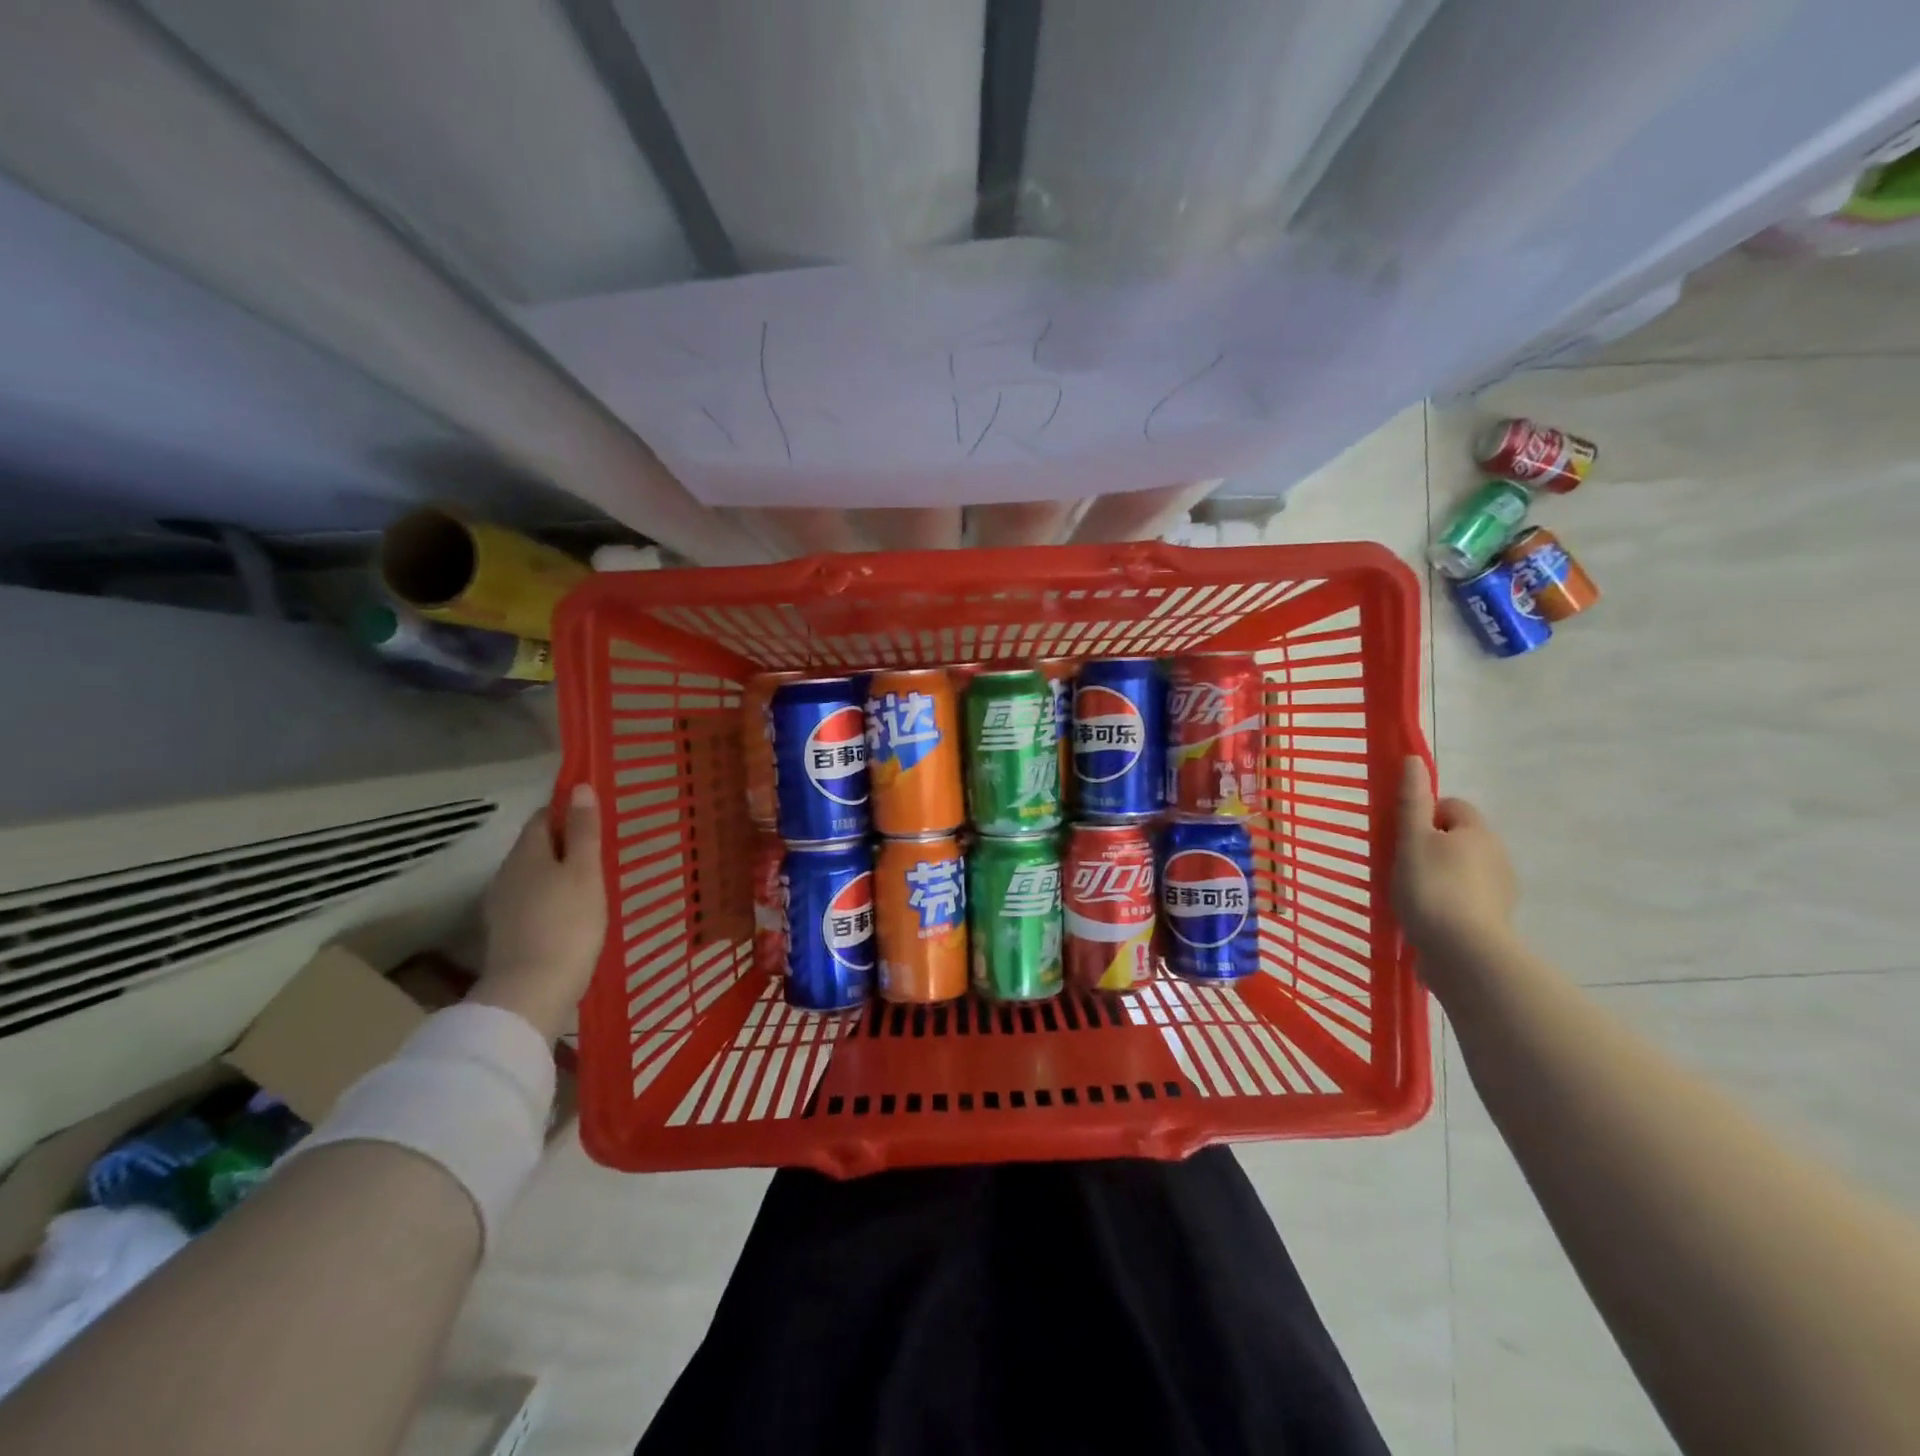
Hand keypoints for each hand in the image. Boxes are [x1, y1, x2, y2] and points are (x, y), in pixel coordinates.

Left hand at [470, 784, 607, 1042]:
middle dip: (564, 844)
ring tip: (590, 885)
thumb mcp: (586, 871)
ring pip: (533, 875)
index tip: (595, 819)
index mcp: (527, 852)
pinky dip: (550, 900)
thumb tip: (578, 787)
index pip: (543, 816)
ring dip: (557, 874)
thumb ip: (584, 830)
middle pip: (536, 846)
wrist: (532, 991)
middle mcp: (507, 872)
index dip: (567, 812)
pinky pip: (531, 902)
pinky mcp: (507, 933)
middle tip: (600, 854)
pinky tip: (570, 915)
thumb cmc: (568, 923)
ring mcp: (503, 905)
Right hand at [1392, 757, 1516, 970]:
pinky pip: (1463, 900)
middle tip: (1399, 866)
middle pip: (1456, 839)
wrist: (1463, 953)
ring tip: (1408, 896)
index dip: (1423, 815)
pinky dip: (1445, 904)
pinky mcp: (1493, 921)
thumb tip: (1413, 759)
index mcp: (1478, 832)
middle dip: (1429, 848)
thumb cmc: (1432, 887)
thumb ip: (1412, 801)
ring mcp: (1499, 891)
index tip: (1401, 836)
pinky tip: (1424, 918)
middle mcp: (1496, 856)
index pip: (1451, 806)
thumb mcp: (1412, 839)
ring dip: (1436, 877)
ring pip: (1459, 870)